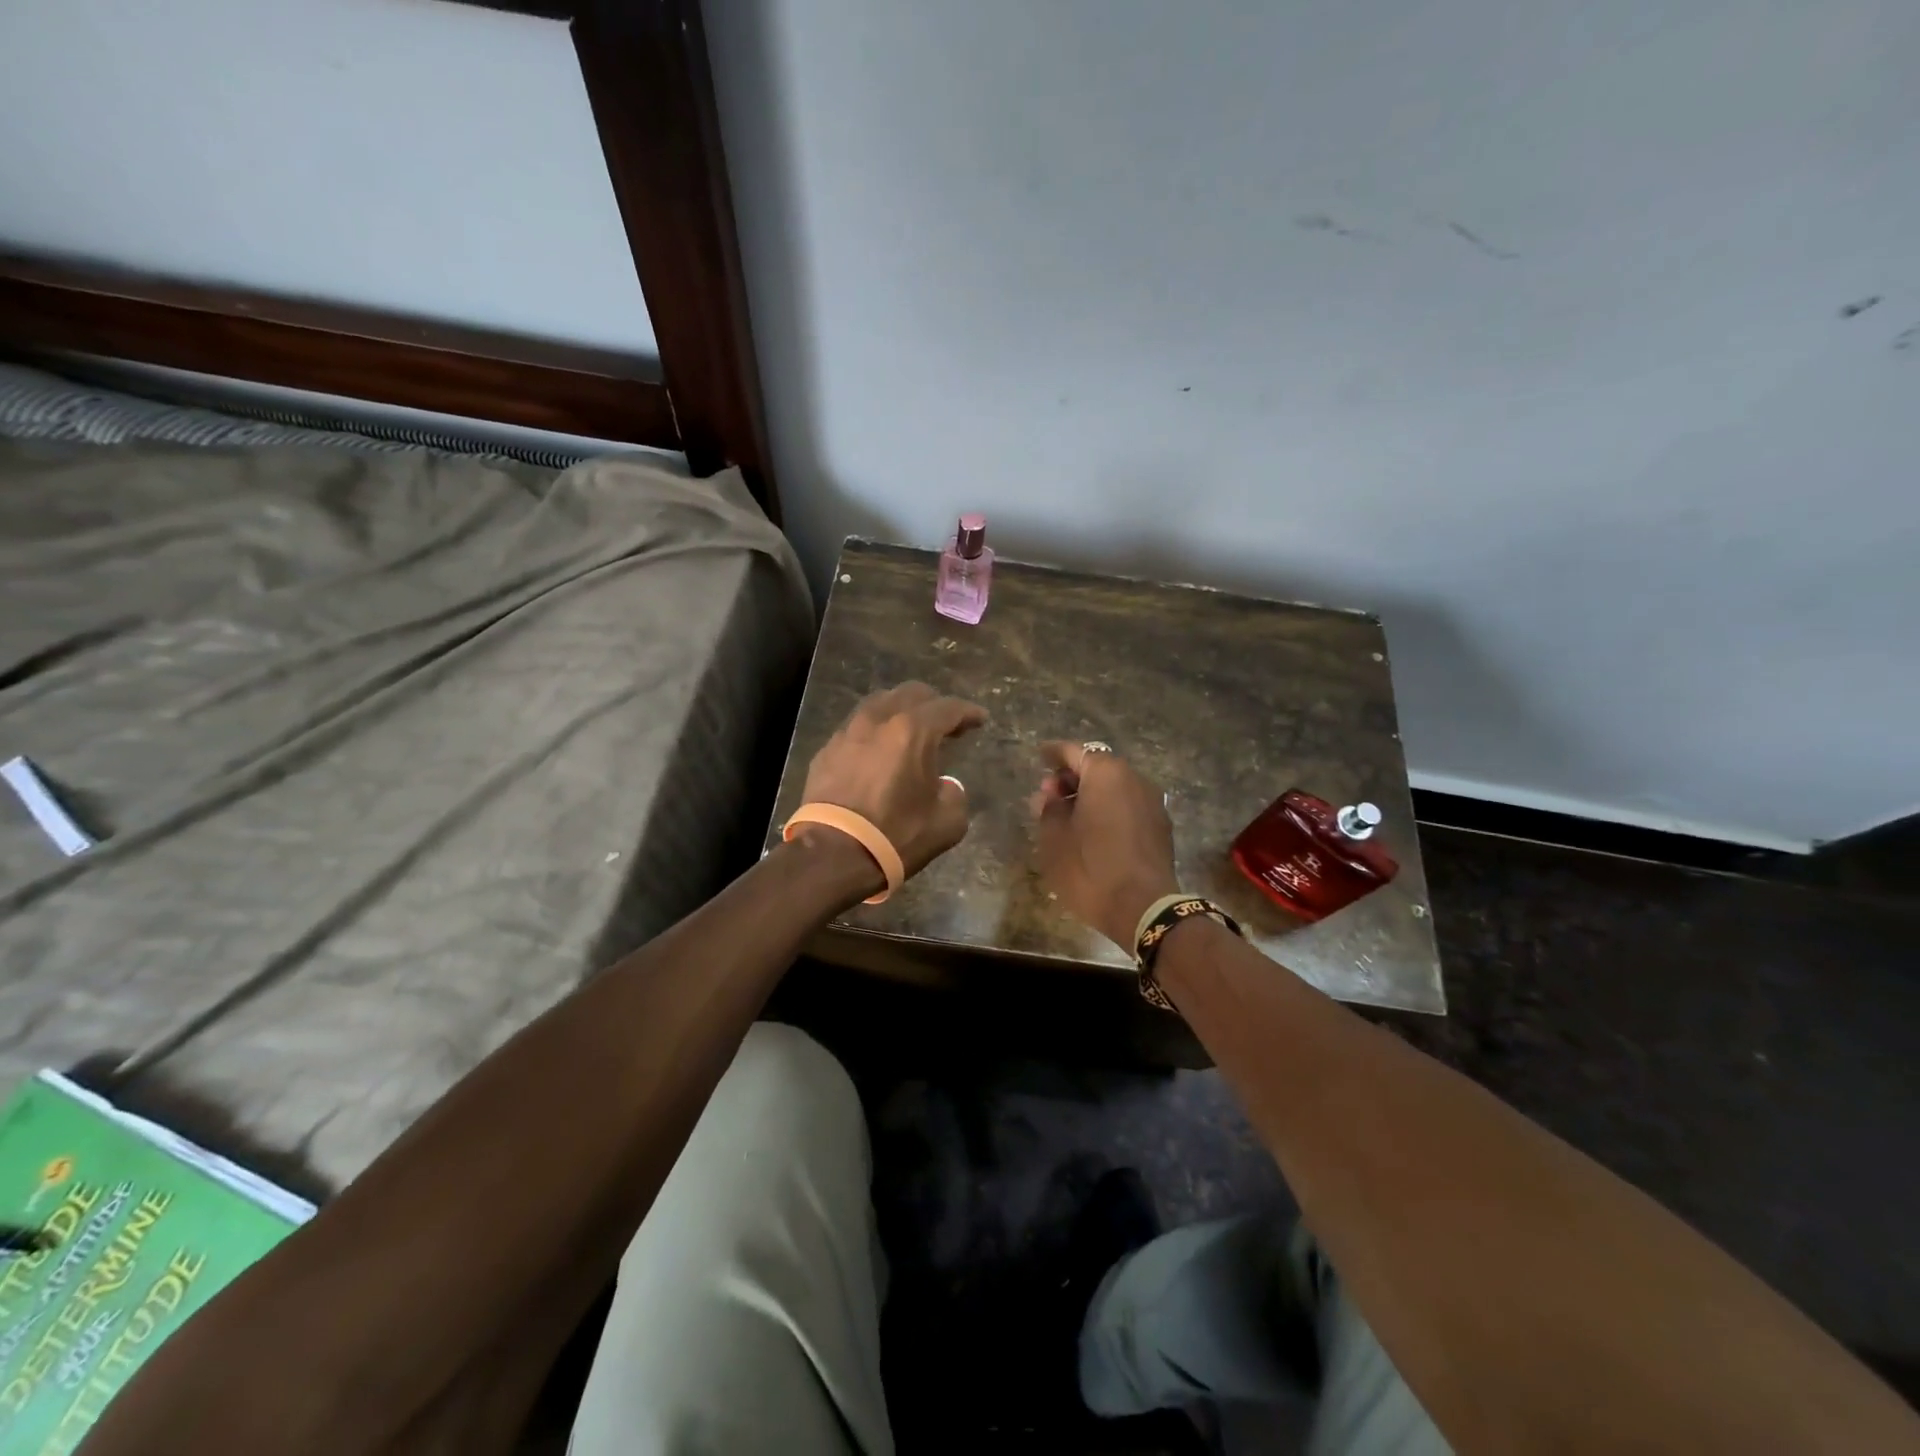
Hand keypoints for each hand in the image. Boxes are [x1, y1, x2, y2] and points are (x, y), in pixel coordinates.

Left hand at [797, 683, 988, 884]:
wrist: (833, 854)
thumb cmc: (896, 836)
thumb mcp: (947, 822)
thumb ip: (954, 794)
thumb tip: (944, 786)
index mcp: (913, 731)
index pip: (948, 708)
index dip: (968, 712)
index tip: (980, 719)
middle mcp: (879, 720)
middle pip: (911, 693)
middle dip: (934, 704)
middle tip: (947, 724)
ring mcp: (848, 732)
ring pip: (879, 703)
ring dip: (900, 711)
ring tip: (910, 731)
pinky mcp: (826, 750)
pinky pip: (856, 727)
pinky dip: (874, 732)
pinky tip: (878, 750)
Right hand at [1030, 741, 1179, 948]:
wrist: (1143, 909)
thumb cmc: (1090, 868)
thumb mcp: (1054, 839)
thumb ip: (1048, 809)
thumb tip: (1050, 797)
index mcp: (1105, 773)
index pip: (1073, 751)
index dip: (1053, 753)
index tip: (1039, 756)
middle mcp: (1133, 779)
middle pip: (1097, 767)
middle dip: (1071, 778)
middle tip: (1049, 797)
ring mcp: (1152, 802)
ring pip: (1114, 788)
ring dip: (1091, 795)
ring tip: (1069, 817)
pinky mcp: (1161, 826)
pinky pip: (1128, 806)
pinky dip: (1109, 810)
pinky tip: (1094, 831)